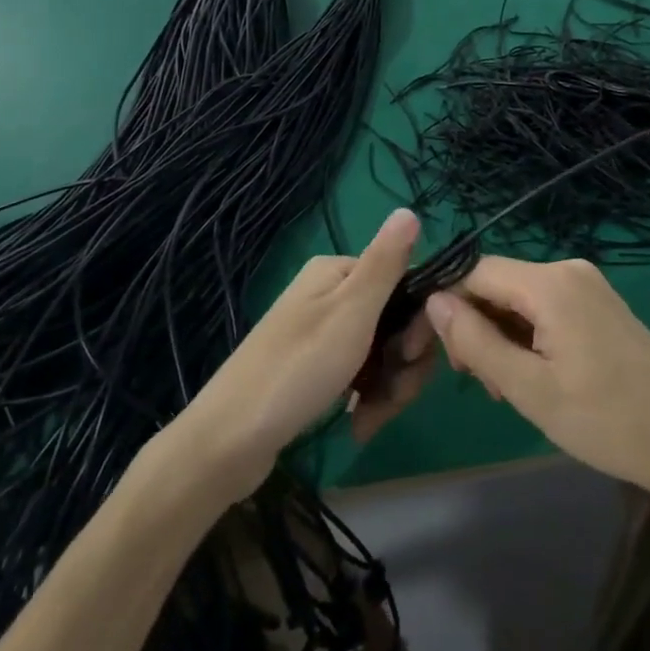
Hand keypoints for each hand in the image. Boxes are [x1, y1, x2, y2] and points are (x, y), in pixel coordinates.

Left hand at [176, 209, 434, 494]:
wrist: (230, 441)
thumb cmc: (298, 367)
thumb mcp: (352, 310)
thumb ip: (385, 263)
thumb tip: (408, 209)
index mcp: (337, 272)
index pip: (404, 284)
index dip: (419, 321)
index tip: (411, 355)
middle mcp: (328, 295)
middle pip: (394, 322)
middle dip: (402, 364)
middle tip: (392, 397)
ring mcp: (321, 333)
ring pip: (381, 354)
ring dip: (387, 388)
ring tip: (370, 420)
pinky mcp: (315, 369)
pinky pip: (360, 375)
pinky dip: (367, 398)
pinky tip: (359, 425)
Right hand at [423, 257, 649, 500]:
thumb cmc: (606, 420)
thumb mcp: (529, 388)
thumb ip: (475, 341)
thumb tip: (433, 301)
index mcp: (549, 283)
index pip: (474, 272)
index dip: (449, 306)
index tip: (445, 356)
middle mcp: (567, 269)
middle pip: (497, 283)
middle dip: (478, 327)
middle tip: (483, 384)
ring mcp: (587, 284)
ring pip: (519, 297)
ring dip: (501, 335)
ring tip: (509, 388)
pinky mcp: (598, 302)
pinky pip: (544, 305)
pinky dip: (528, 334)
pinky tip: (534, 374)